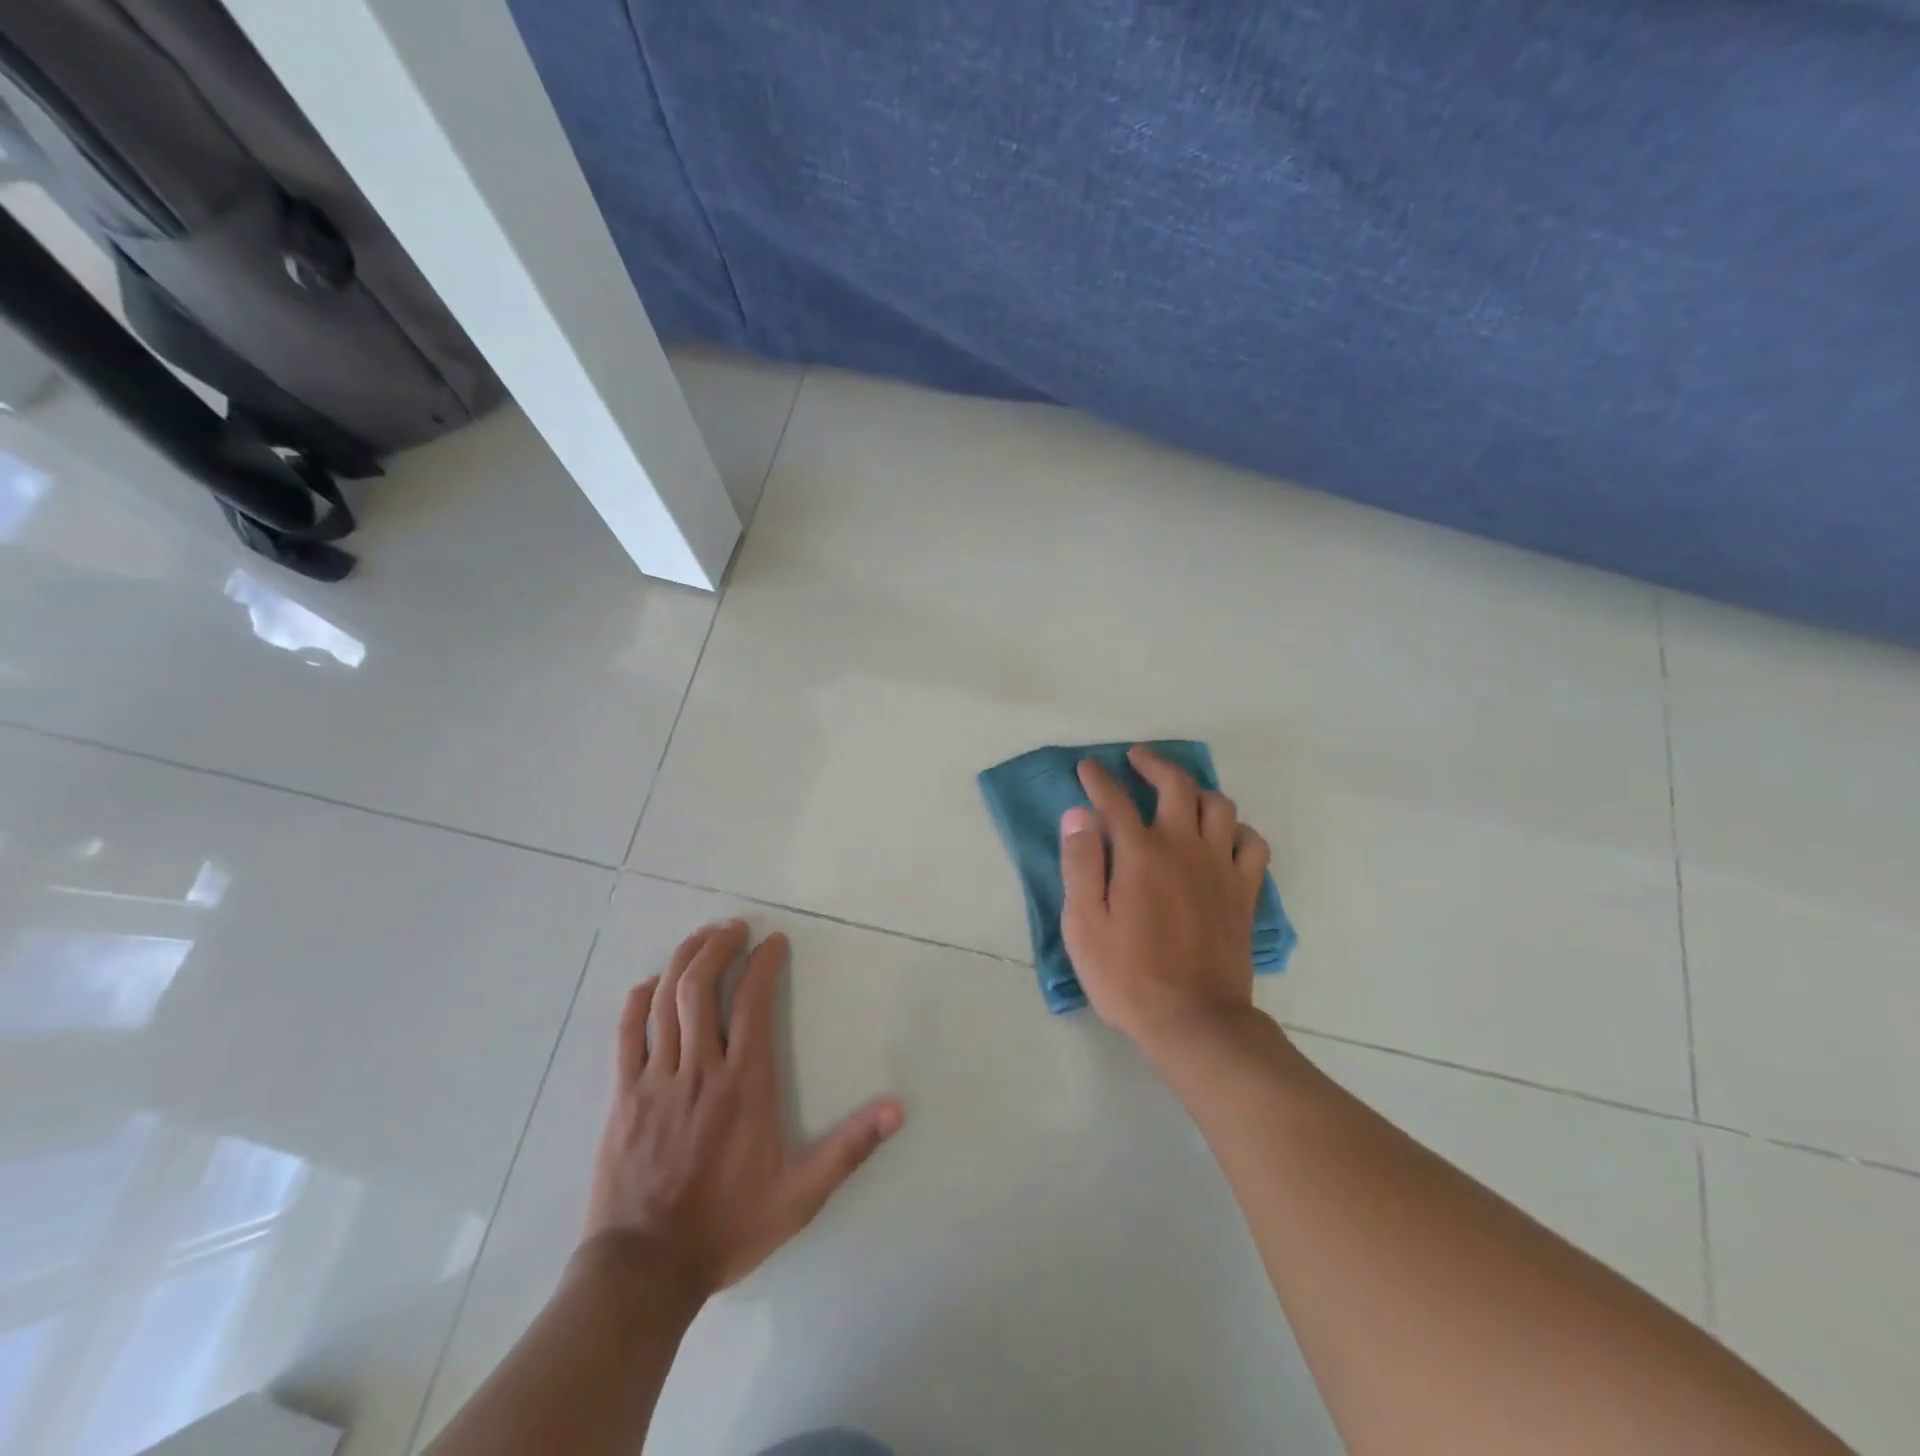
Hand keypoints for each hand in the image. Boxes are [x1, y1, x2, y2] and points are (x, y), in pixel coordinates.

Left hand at [583, 920, 903, 1300]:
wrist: (644, 1272)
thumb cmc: (727, 1226)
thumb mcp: (800, 1194)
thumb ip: (849, 1148)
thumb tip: (898, 1110)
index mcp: (744, 1084)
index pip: (753, 1002)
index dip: (764, 963)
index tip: (775, 942)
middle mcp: (699, 1069)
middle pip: (701, 987)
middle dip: (718, 947)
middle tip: (734, 926)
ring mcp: (655, 1080)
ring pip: (664, 1002)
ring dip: (682, 961)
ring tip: (700, 938)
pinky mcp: (622, 1097)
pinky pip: (625, 1035)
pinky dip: (636, 1002)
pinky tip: (648, 985)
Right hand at [1060, 746, 1272, 1058]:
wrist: (1195, 1021)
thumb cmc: (1128, 976)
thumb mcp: (1084, 925)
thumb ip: (1081, 864)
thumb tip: (1078, 815)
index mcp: (1140, 854)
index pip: (1115, 799)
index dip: (1098, 778)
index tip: (1087, 767)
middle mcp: (1184, 847)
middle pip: (1176, 785)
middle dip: (1153, 764)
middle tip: (1136, 759)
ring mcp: (1220, 867)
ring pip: (1219, 806)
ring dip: (1197, 791)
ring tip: (1180, 796)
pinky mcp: (1244, 891)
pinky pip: (1252, 843)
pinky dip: (1236, 830)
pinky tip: (1222, 838)